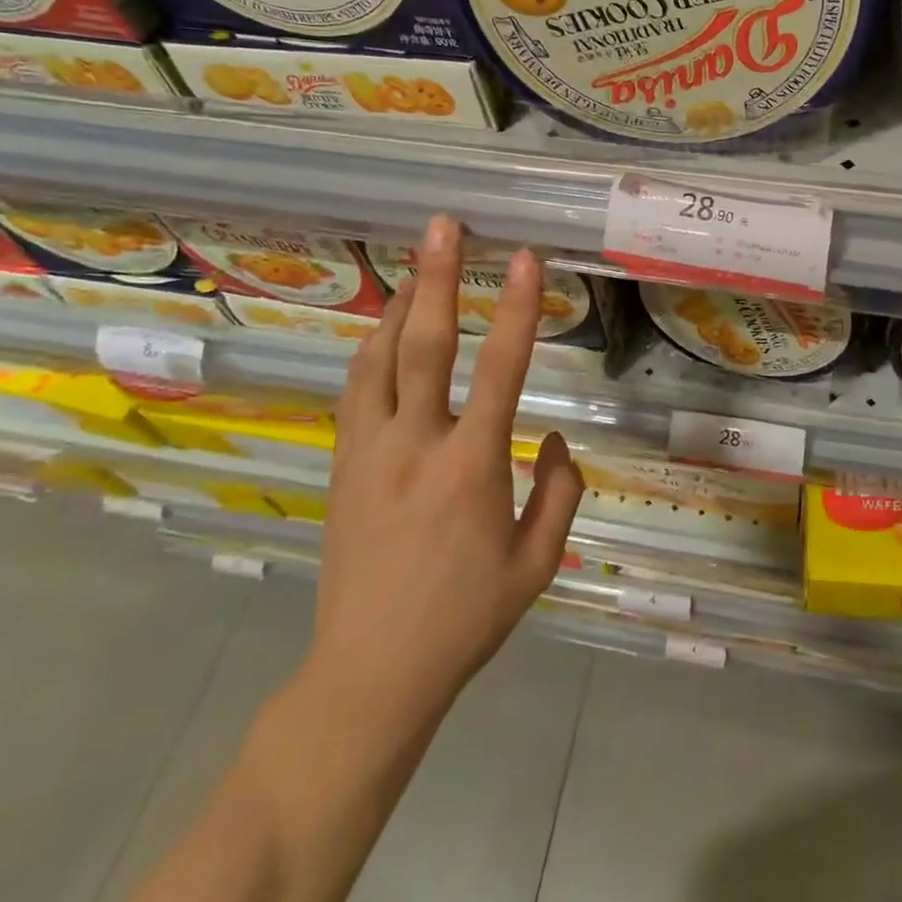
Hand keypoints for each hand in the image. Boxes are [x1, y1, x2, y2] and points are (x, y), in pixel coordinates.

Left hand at [303, 215, 583, 739]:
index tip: (528, 260)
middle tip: (445, 226)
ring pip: (378, 359)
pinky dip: (373, 349)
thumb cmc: (465, 620)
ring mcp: (369, 452)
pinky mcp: (343, 465)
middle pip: (425, 345)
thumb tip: (553, 437)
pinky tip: (386, 332)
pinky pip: (357, 389)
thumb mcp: (537, 565)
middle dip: (438, 278)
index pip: (502, 371)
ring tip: (419, 266)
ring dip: (401, 305)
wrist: (369, 675)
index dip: (519, 311)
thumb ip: (559, 492)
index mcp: (471, 469)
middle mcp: (415, 446)